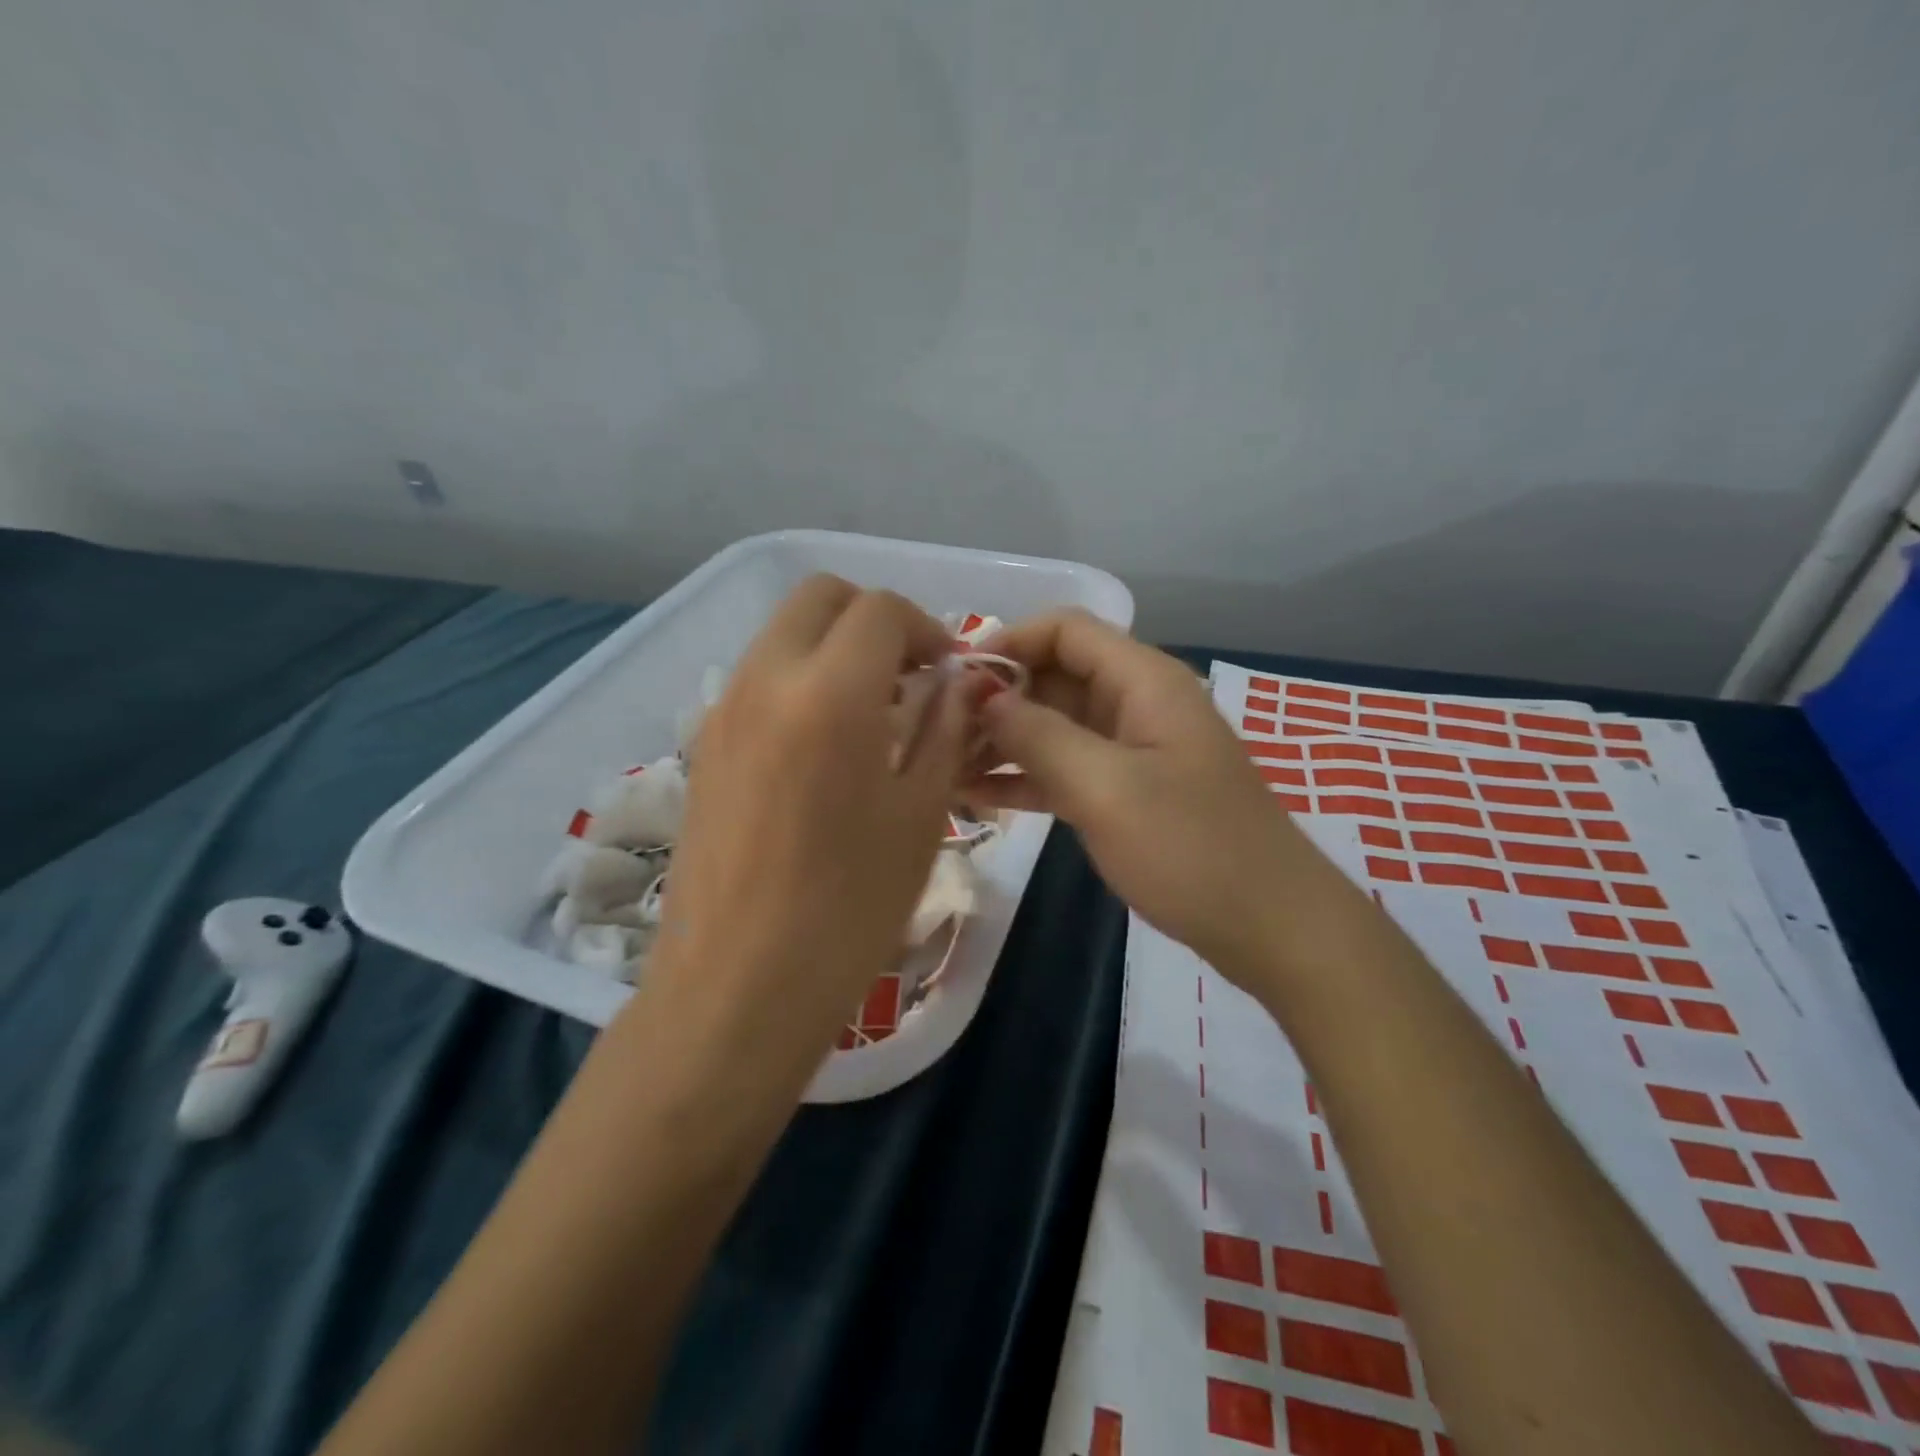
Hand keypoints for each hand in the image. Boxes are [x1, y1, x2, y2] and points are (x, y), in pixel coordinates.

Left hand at [649, 575, 968, 1066]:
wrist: (738, 989)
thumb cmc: (850, 908)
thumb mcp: (921, 814)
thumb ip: (944, 729)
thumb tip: (957, 683)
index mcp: (829, 692)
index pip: (881, 610)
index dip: (926, 629)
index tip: (949, 673)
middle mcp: (765, 680)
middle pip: (819, 598)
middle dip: (873, 619)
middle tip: (910, 677)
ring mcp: (724, 710)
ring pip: (783, 634)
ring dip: (834, 648)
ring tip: (873, 713)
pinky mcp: (703, 745)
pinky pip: (759, 679)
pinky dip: (799, 680)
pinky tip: (825, 748)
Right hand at [965, 610, 1319, 973]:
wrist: (1269, 927)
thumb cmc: (1191, 848)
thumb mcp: (1106, 787)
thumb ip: (1039, 736)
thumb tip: (982, 696)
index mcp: (1143, 681)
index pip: (1065, 630)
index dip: (1008, 643)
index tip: (956, 679)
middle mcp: (1135, 703)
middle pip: (1054, 676)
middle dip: (997, 698)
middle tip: (937, 732)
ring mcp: (1130, 751)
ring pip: (1054, 726)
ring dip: (1002, 741)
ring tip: (944, 767)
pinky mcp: (1124, 793)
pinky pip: (1064, 770)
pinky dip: (1024, 778)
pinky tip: (974, 796)